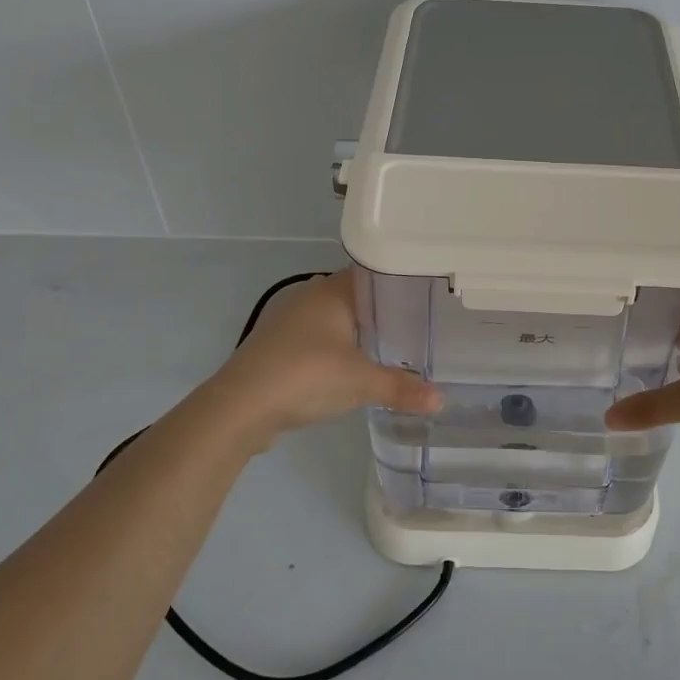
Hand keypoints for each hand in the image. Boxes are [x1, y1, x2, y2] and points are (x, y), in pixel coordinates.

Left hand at [206, 269, 441, 436]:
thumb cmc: (305, 376)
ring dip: (358, 330)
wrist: (239, 406)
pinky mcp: (278, 346)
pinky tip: (352, 366)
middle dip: (383, 309)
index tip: (426, 294)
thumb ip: (401, 388)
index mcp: (332, 291)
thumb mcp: (361, 383)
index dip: (399, 281)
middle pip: (355, 295)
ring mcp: (290, 321)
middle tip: (417, 323)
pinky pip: (318, 338)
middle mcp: (310, 296)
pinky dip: (337, 347)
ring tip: (392, 345)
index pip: (373, 272)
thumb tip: (440, 400)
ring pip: (335, 317)